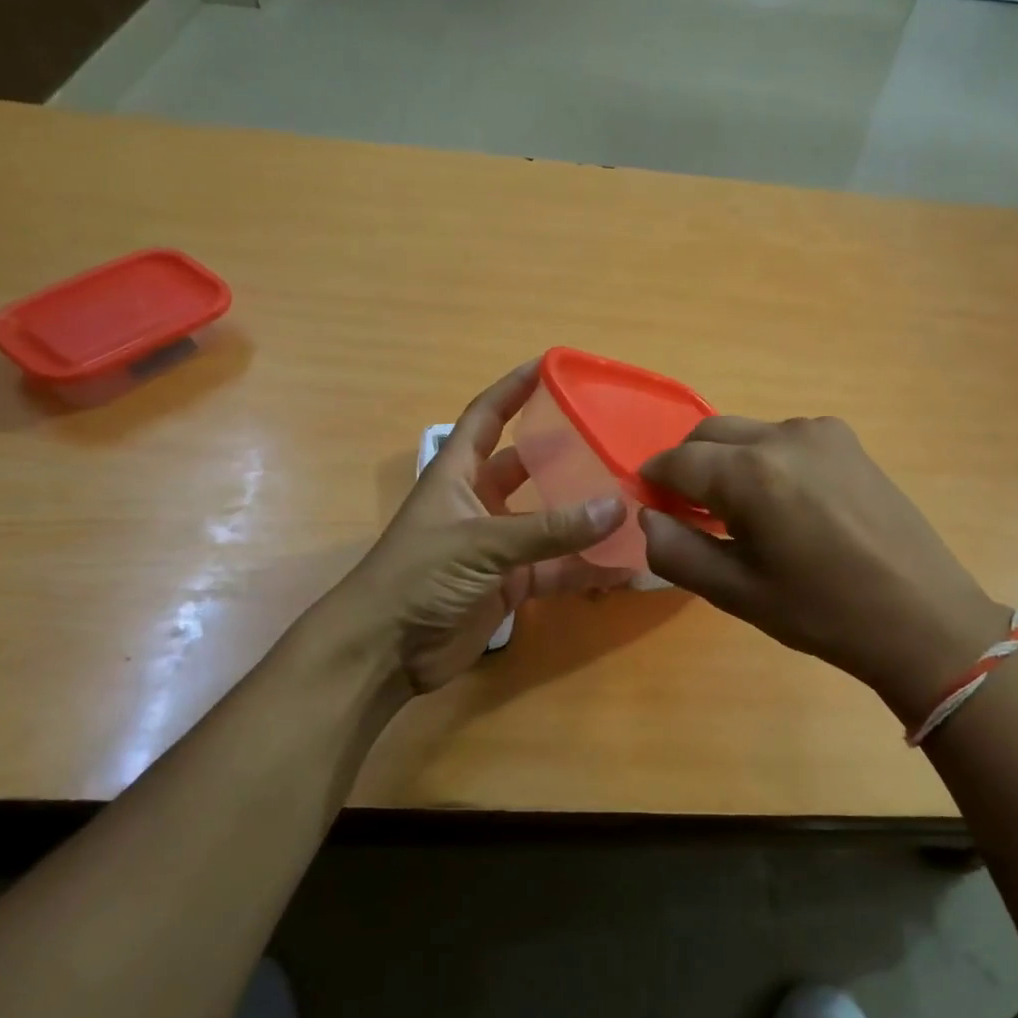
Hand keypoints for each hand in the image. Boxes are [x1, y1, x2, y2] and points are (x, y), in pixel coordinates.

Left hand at [321, 361, 629, 694]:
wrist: (384, 652)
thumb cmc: (417, 578)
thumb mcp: (481, 544)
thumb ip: (549, 529)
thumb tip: (616, 508)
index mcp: (458, 474)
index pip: (487, 416)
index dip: (515, 388)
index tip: (553, 364)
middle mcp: (480, 502)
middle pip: (528, 466)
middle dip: (565, 453)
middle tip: (614, 439)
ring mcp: (497, 546)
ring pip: (550, 521)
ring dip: (585, 516)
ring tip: (633, 500)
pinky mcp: (510, 584)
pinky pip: (556, 569)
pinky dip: (586, 568)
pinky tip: (624, 566)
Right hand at [639, 416, 1006, 723]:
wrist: (922, 617)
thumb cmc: (823, 613)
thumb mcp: (738, 594)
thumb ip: (676, 552)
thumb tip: (647, 518)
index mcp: (751, 474)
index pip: (677, 461)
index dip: (654, 482)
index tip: (650, 506)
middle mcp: (783, 437)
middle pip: (709, 434)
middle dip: (687, 465)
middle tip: (688, 512)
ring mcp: (821, 433)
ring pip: (747, 433)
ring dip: (727, 461)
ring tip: (740, 513)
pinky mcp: (848, 441)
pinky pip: (783, 439)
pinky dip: (764, 460)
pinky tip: (784, 504)